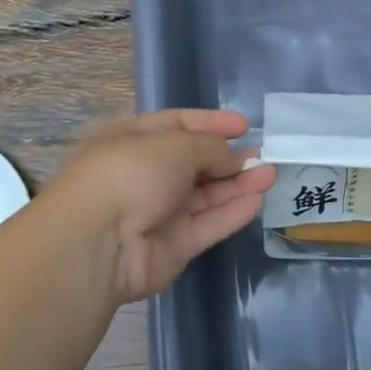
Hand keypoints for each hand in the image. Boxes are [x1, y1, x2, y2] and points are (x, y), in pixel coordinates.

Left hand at [45, 109, 275, 308]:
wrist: (99, 243)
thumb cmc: (131, 174)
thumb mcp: (174, 145)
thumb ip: (211, 147)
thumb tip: (231, 157)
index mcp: (132, 141)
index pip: (177, 125)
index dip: (211, 123)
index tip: (244, 124)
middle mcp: (144, 175)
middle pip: (194, 162)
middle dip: (228, 157)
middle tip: (263, 153)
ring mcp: (158, 213)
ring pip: (205, 195)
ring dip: (237, 184)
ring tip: (271, 173)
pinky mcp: (173, 246)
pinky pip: (207, 224)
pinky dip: (231, 212)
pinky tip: (258, 199)